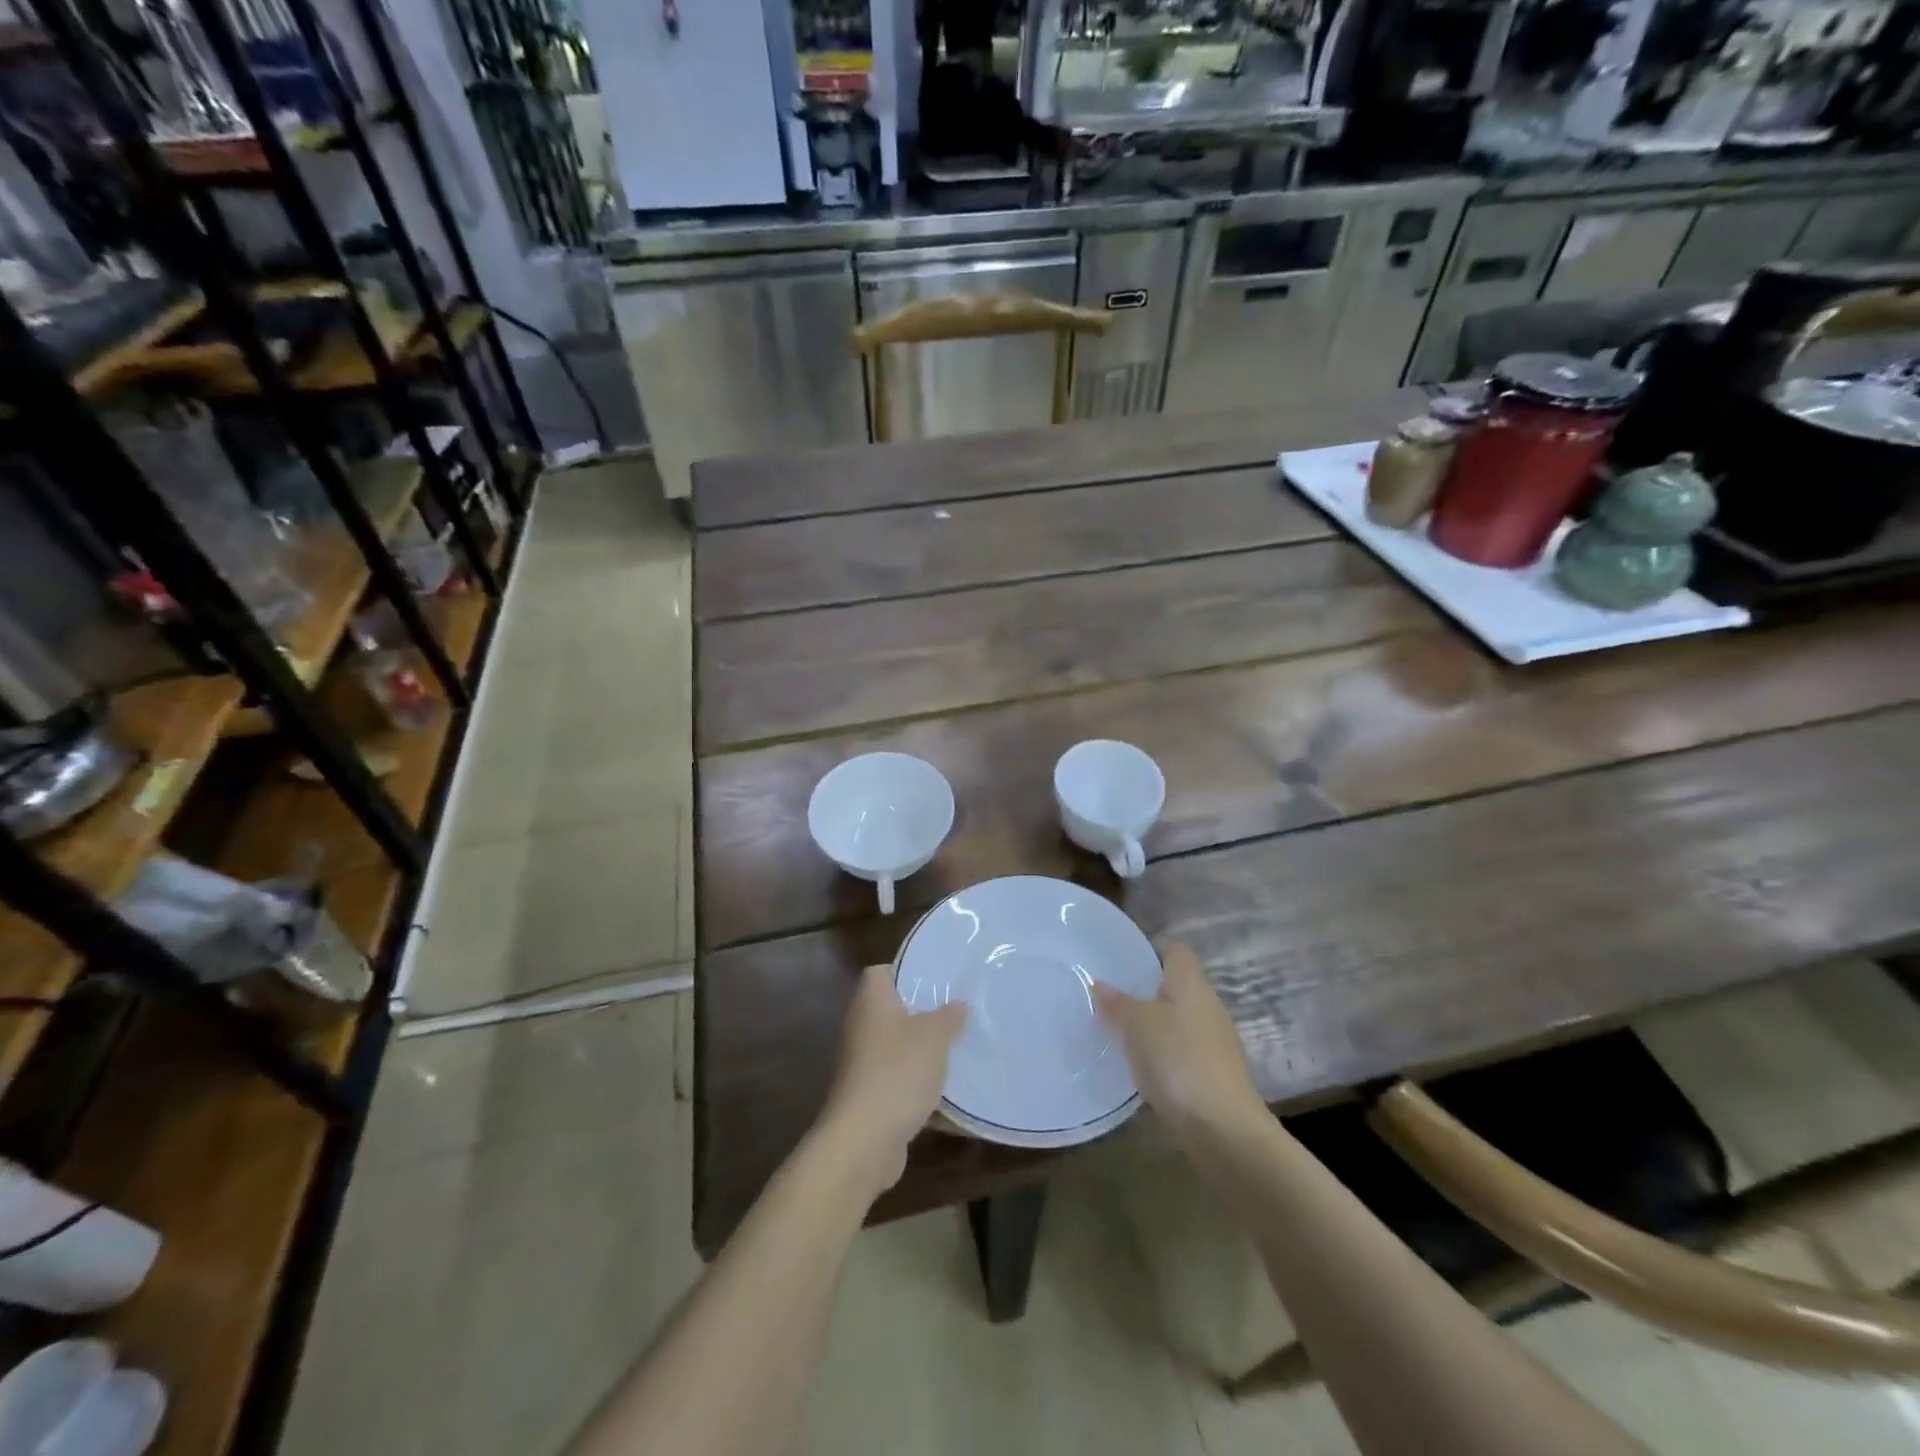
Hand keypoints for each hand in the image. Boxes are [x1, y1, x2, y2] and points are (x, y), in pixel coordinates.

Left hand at [818, 965, 967, 1193]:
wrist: (864, 1140)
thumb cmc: (898, 1072)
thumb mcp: (934, 1036)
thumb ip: (948, 1016)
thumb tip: (958, 1004)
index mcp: (872, 1002)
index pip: (880, 972)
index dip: (906, 971)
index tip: (936, 978)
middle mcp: (862, 1027)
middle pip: (892, 1010)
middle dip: (923, 1013)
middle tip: (956, 1013)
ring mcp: (863, 1064)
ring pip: (898, 1048)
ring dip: (923, 1052)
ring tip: (958, 1049)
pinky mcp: (870, 1097)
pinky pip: (899, 1082)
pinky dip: (919, 1086)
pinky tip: (949, 1094)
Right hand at [1094, 942, 1263, 1140]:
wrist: (1223, 1129)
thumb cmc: (1178, 1060)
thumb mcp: (1137, 1025)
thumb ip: (1117, 1003)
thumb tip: (1099, 984)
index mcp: (1191, 983)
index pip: (1175, 951)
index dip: (1151, 950)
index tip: (1121, 960)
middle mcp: (1207, 1006)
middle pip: (1176, 986)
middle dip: (1145, 990)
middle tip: (1109, 996)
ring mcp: (1214, 1042)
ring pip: (1178, 1020)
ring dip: (1153, 1025)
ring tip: (1117, 1031)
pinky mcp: (1213, 1074)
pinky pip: (1181, 1051)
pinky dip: (1162, 1054)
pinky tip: (1140, 1067)